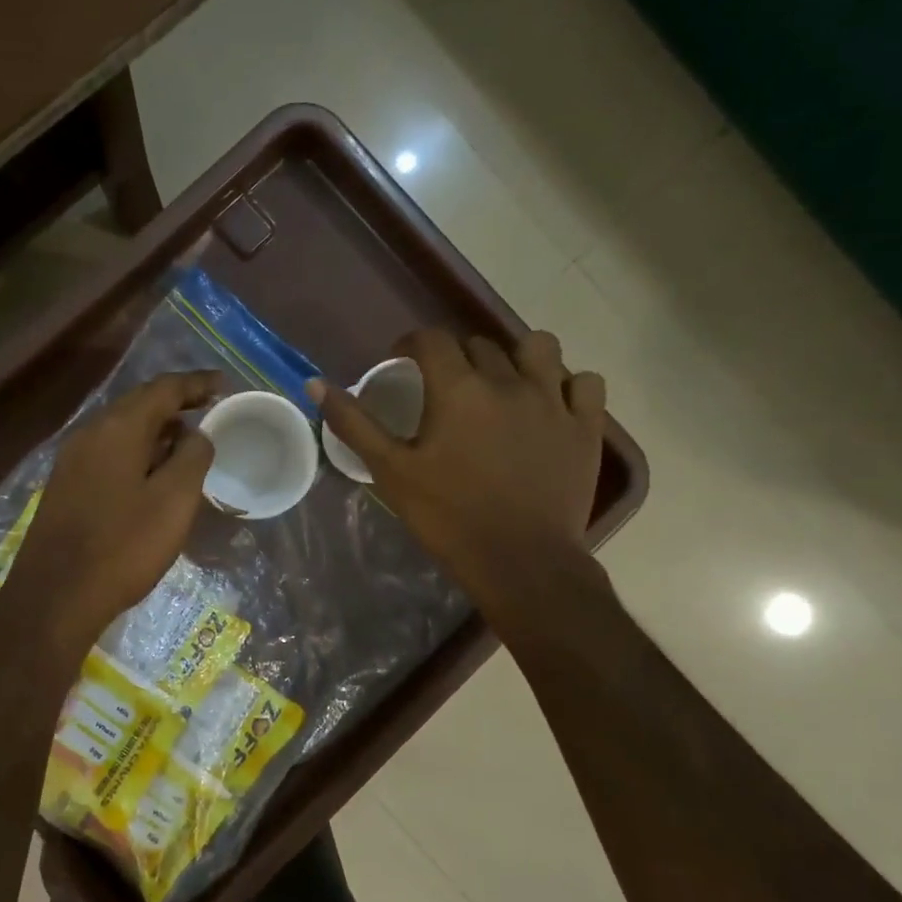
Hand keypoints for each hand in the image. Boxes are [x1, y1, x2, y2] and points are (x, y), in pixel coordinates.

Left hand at [0, 370, 224, 657]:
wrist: (55, 597)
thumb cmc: (123, 547)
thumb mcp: (174, 501)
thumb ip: (192, 457)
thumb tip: (196, 434)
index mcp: (118, 428)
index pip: (163, 389)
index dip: (197, 384)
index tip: (225, 385)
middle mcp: (90, 433)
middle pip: (139, 404)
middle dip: (176, 404)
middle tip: (209, 409)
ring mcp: (72, 460)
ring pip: (122, 430)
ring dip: (157, 429)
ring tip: (188, 442)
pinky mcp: (65, 486)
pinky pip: (109, 452)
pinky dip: (137, 451)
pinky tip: (153, 473)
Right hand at [311, 329, 606, 615]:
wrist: (521, 562)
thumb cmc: (448, 517)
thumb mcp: (391, 471)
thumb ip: (354, 424)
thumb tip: (315, 384)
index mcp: (458, 388)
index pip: (432, 339)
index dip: (412, 343)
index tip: (403, 361)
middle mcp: (509, 381)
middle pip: (480, 344)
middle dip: (457, 356)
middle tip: (445, 387)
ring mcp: (554, 401)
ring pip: (539, 347)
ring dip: (517, 356)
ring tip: (504, 384)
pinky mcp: (586, 426)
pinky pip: (585, 382)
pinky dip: (567, 385)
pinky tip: (552, 404)